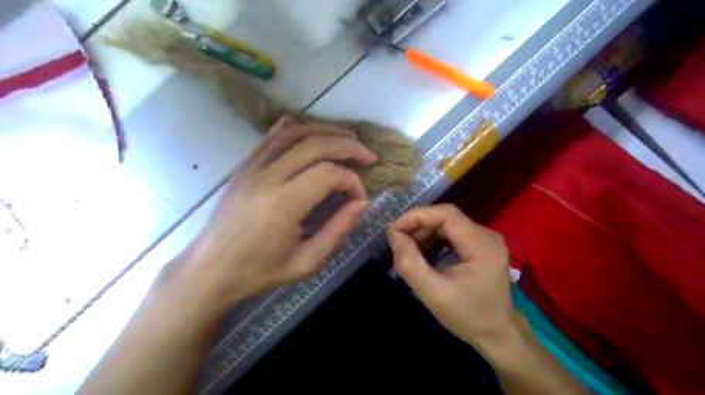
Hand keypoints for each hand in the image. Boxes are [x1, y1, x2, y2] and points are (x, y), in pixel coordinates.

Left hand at [172, 118, 376, 310]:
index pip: (328, 173)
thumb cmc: (259, 271)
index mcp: (283, 204)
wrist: (209, 269)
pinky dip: (297, 129)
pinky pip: (272, 137)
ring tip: (349, 138)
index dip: (352, 181)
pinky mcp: (244, 166)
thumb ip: (338, 230)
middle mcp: (267, 177)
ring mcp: (252, 167)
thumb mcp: (307, 262)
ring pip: (294, 133)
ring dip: (326, 131)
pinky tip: (312, 132)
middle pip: (315, 144)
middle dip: (348, 146)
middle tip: (368, 156)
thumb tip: (360, 203)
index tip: (359, 198)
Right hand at [388, 206, 516, 349]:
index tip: (394, 230)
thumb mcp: (434, 294)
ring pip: (449, 224)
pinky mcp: (482, 246)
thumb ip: (410, 264)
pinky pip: (453, 233)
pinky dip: (434, 238)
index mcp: (482, 245)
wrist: (497, 334)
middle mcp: (487, 235)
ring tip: (407, 247)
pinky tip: (423, 251)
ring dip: (425, 232)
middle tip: (398, 241)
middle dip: (419, 225)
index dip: (417, 216)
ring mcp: (486, 239)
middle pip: (447, 218)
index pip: (446, 214)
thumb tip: (394, 235)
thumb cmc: (468, 316)